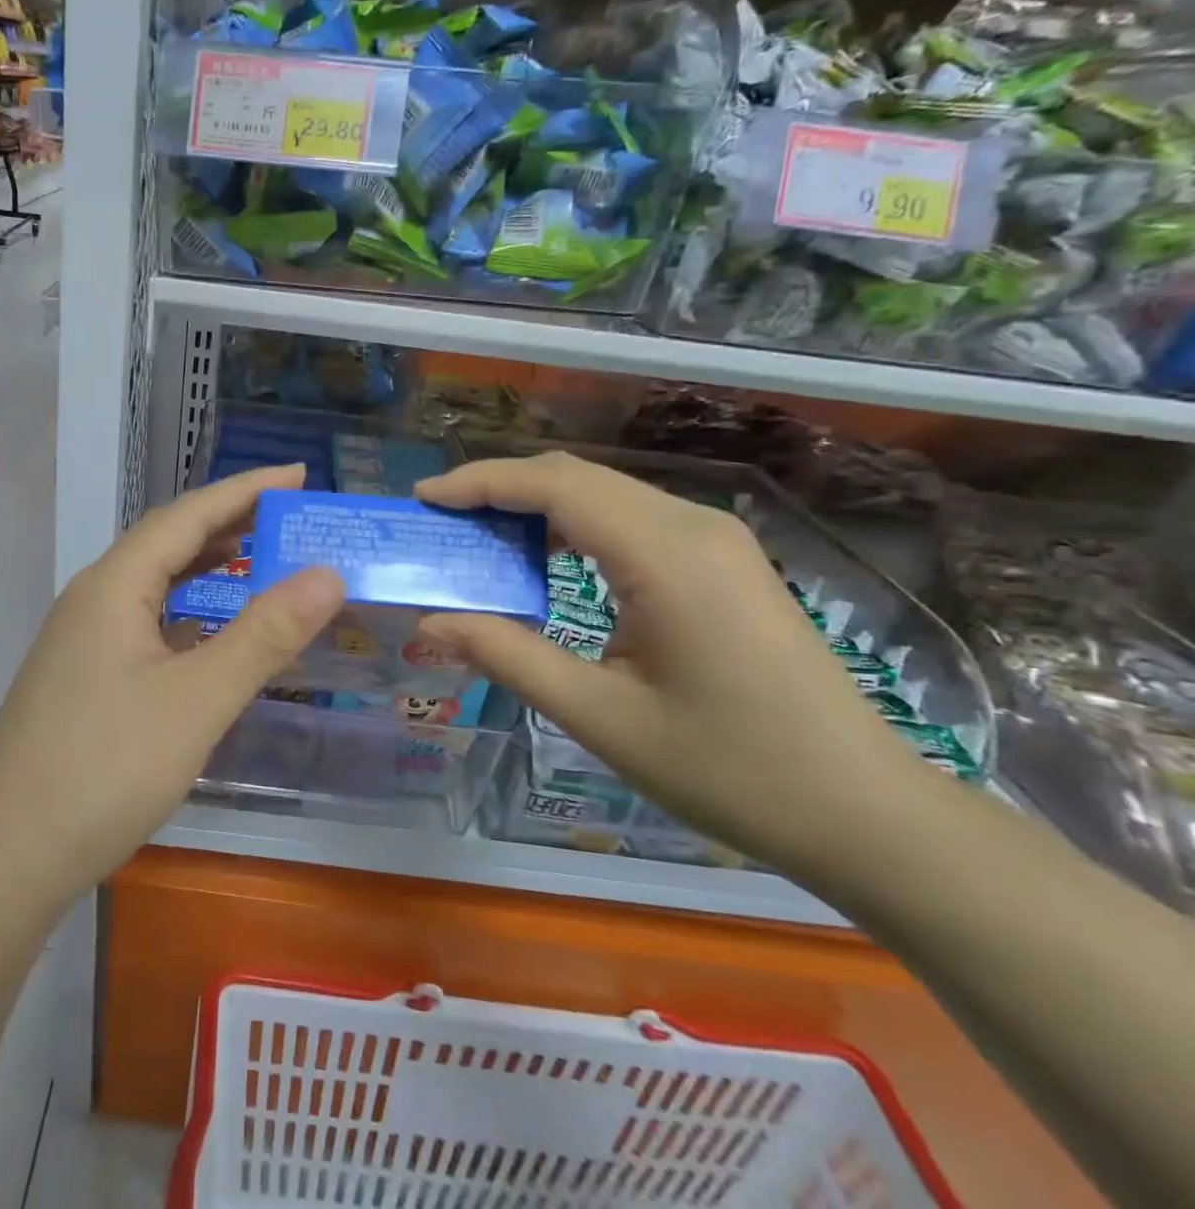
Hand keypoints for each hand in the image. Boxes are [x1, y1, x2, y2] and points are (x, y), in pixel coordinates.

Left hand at [0, 464, 344, 909]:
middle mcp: (93, 598)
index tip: (299, 474)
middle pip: (168, 541)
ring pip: (153, 583)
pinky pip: (144, 621)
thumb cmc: (105, 768)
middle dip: (230, 522)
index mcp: (115, 584)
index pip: (188, 514)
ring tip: (257, 556)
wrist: (5, 858)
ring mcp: (82, 639)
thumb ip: (265, 634)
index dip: (246, 489)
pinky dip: (186, 610)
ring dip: (205, 564)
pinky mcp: (82, 677)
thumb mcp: (199, 699)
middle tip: (289, 516)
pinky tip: (208, 630)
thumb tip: (327, 573)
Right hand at [414, 453, 931, 877]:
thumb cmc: (730, 769)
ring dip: (535, 504)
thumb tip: (430, 622)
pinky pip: (630, 517)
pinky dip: (573, 523)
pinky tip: (545, 558)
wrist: (864, 811)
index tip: (423, 499)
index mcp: (666, 555)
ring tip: (479, 537)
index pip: (554, 485)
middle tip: (441, 522)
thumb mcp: (601, 717)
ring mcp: (715, 538)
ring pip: (603, 491)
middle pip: (576, 476)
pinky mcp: (722, 558)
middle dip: (499, 488)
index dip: (480, 483)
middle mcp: (693, 526)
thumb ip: (508, 657)